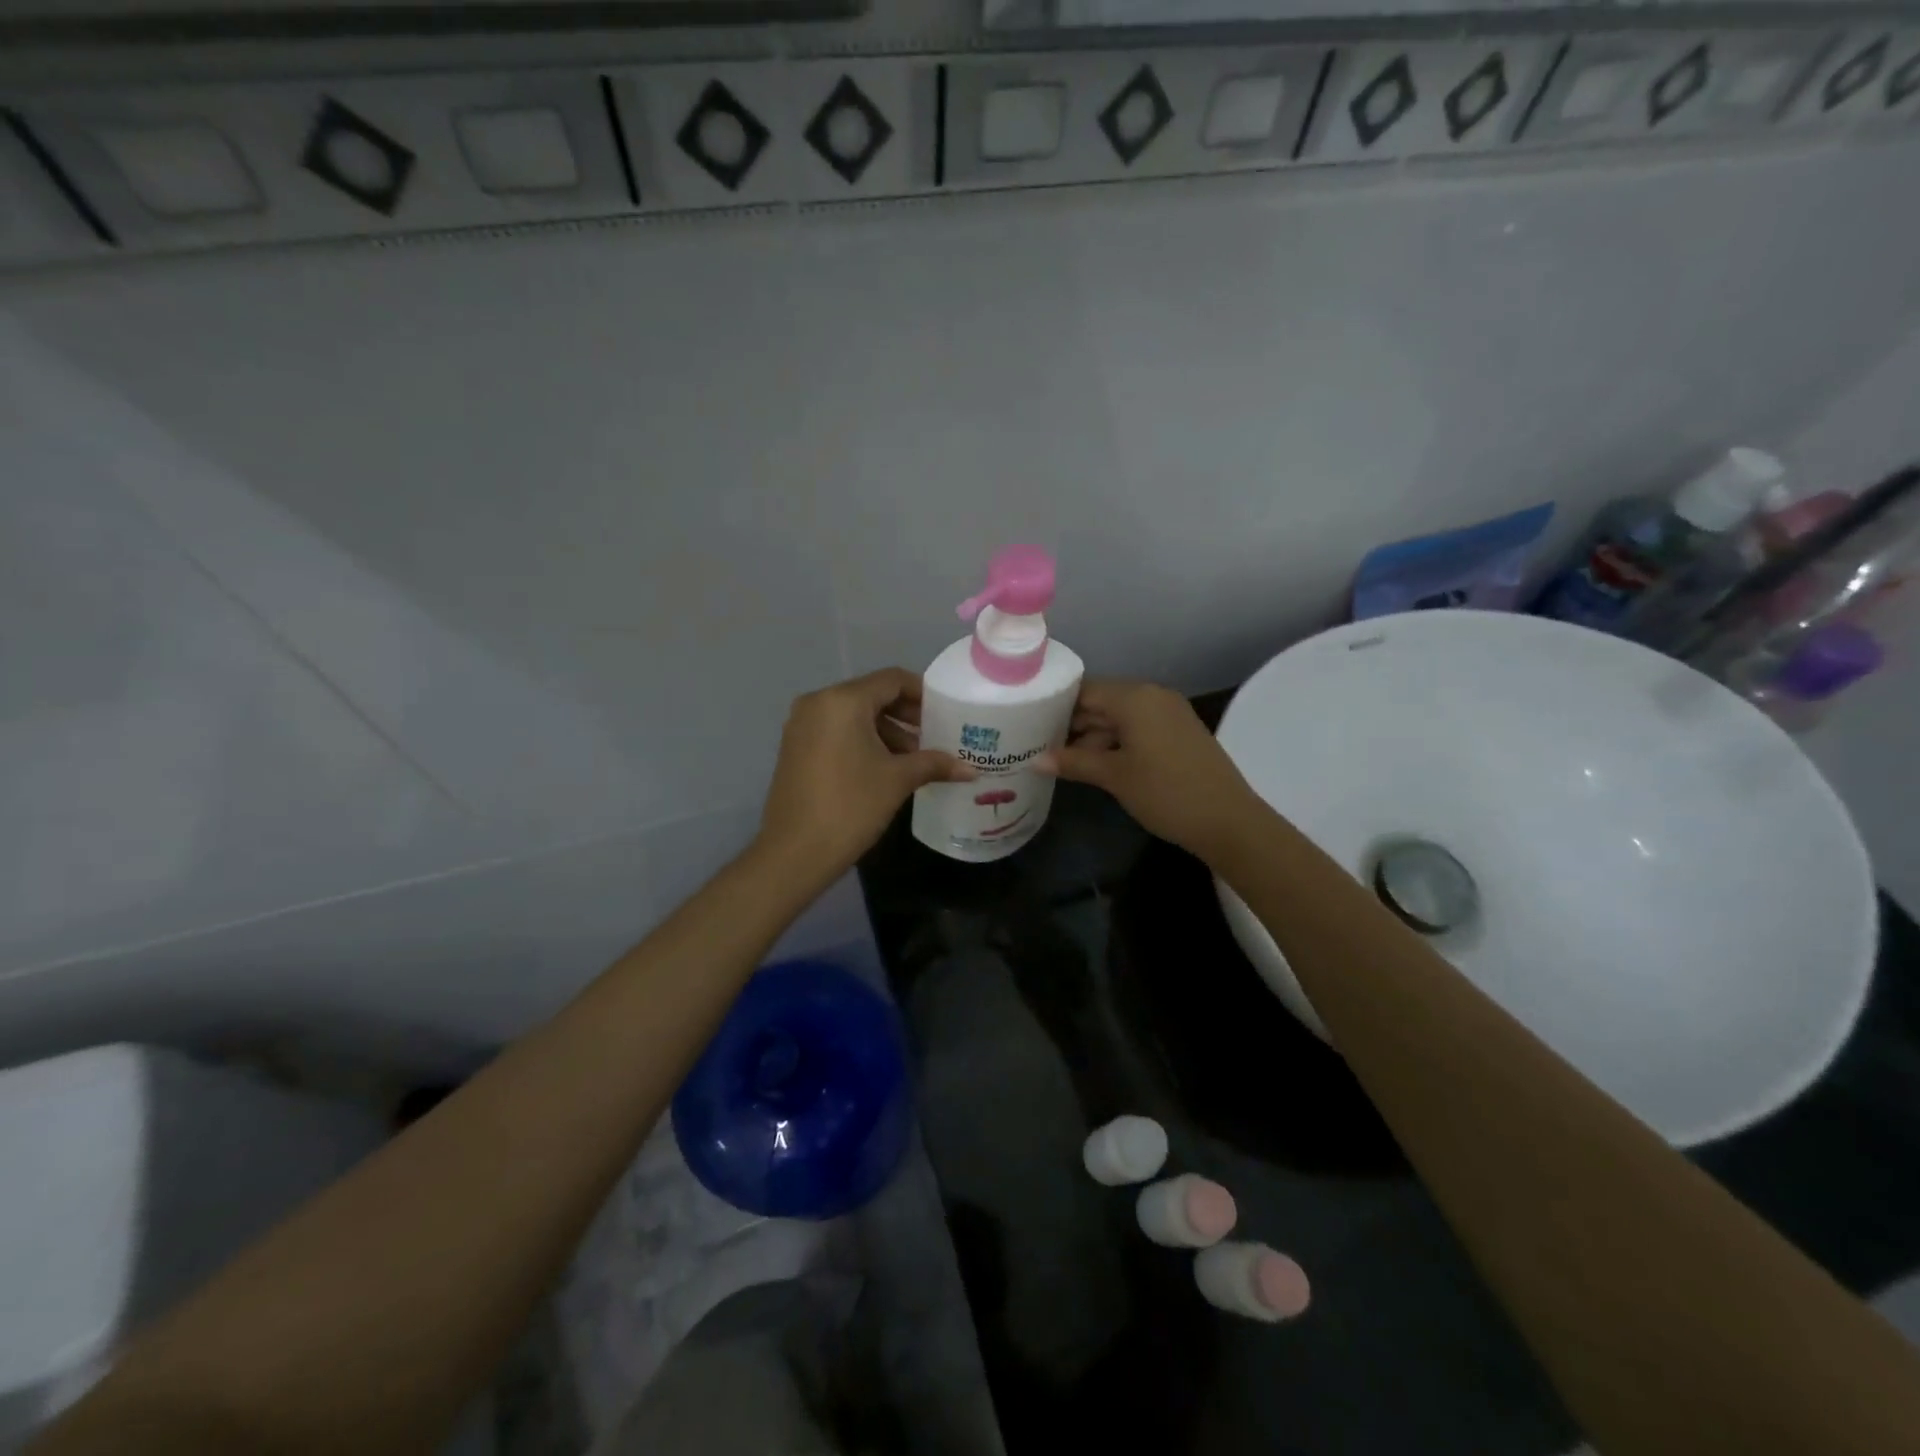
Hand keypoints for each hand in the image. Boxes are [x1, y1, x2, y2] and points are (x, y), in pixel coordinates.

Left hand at [756, 668, 974, 878]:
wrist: (794, 852)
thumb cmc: (851, 806)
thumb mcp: (897, 781)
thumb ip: (934, 764)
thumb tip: (970, 769)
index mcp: (843, 700)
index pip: (891, 680)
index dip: (922, 693)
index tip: (945, 713)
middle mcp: (817, 702)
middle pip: (871, 695)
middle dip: (905, 715)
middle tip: (934, 737)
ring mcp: (801, 725)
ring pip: (853, 715)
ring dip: (885, 731)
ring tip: (913, 759)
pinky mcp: (795, 747)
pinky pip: (836, 731)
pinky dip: (862, 741)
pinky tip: (883, 768)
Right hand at [1037, 679, 1263, 862]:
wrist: (1228, 820)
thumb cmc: (1165, 792)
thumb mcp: (1114, 776)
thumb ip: (1073, 762)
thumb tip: (1035, 760)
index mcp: (1135, 697)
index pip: (1084, 690)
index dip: (1056, 706)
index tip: (1030, 724)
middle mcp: (1153, 696)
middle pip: (1102, 702)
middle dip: (1073, 724)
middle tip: (1039, 745)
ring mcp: (1169, 714)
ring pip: (1119, 718)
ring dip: (1093, 737)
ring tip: (1063, 762)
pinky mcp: (1179, 733)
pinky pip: (1138, 729)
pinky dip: (1116, 743)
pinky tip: (1096, 765)